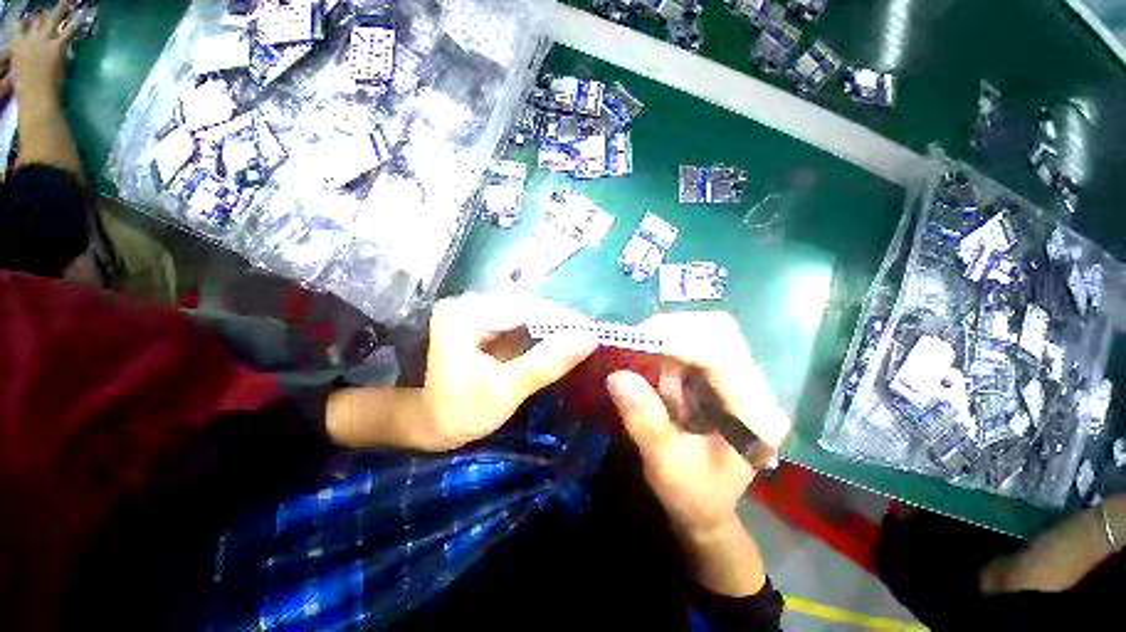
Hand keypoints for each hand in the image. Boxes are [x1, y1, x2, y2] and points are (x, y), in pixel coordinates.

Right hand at [8, 1, 78, 102]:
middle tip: (47, 9)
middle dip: (43, 14)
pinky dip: (74, 24)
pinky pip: (67, 32)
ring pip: (53, 21)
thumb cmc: (24, 89)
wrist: (35, 94)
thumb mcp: (16, 72)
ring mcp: (43, 42)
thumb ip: (18, 63)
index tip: (24, 19)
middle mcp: (29, 40)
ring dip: (60, 10)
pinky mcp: (56, 47)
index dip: (22, 23)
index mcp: (16, 46)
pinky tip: (79, 16)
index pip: (17, 27)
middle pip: (37, 22)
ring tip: (67, 1)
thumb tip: (19, 63)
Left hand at [416, 293, 596, 450]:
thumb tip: (590, 338)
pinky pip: (522, 323)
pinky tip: (561, 344)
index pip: (527, 308)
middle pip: (529, 307)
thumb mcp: (504, 391)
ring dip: (555, 329)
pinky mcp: (486, 322)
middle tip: (592, 341)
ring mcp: (479, 311)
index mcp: (467, 313)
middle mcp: (472, 302)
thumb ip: (546, 363)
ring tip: (582, 342)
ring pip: (529, 314)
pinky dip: (543, 334)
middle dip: (562, 324)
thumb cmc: (458, 412)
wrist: (428, 423)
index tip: (597, 334)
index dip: (565, 320)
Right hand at [607, 312, 790, 538]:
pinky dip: (671, 346)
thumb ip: (644, 420)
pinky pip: (698, 344)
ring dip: (671, 337)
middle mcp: (757, 389)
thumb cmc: (691, 494)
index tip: (636, 342)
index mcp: (754, 415)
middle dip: (673, 330)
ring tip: (644, 356)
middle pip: (719, 331)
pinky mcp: (726, 376)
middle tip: (637, 344)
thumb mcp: (664, 464)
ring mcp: (744, 379)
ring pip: (708, 331)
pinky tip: (655, 365)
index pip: (720, 354)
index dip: (677, 340)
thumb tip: (617, 376)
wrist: (708, 510)